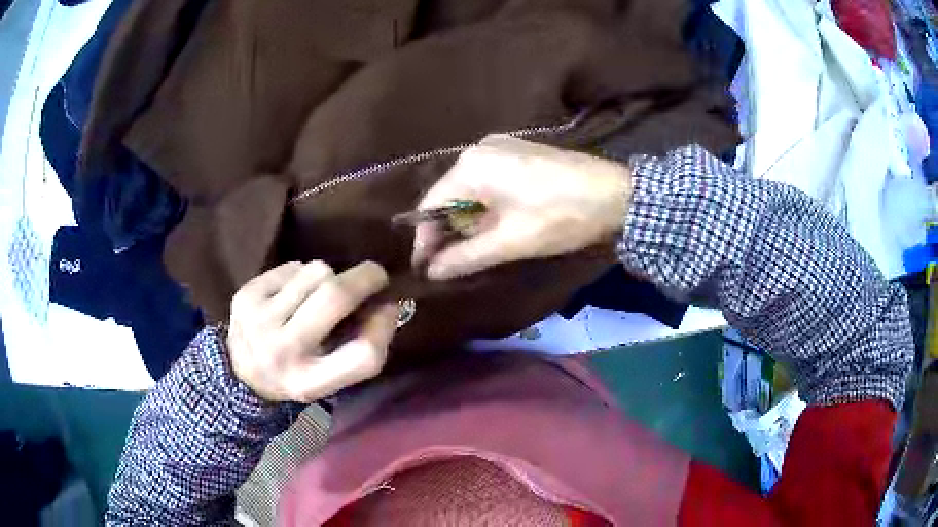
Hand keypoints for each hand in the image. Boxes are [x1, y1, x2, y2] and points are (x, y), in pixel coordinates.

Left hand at [226, 261, 397, 402]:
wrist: (240, 372)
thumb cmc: (297, 373)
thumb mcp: (333, 377)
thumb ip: (364, 347)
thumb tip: (387, 301)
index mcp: (310, 383)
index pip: (363, 355)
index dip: (384, 326)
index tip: (389, 307)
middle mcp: (282, 352)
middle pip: (335, 297)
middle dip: (364, 278)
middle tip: (375, 275)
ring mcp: (259, 319)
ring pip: (316, 272)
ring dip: (328, 277)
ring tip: (318, 294)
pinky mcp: (245, 295)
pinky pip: (293, 266)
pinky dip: (302, 274)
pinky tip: (293, 293)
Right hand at [412, 135, 631, 279]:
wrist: (618, 194)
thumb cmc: (560, 216)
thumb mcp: (509, 241)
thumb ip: (465, 257)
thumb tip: (431, 272)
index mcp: (470, 165)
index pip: (431, 205)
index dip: (425, 240)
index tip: (425, 269)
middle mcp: (480, 149)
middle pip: (450, 196)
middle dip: (451, 231)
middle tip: (453, 264)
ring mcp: (502, 147)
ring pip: (472, 190)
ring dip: (471, 221)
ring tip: (478, 249)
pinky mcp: (521, 153)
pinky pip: (491, 182)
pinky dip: (489, 207)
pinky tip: (499, 226)